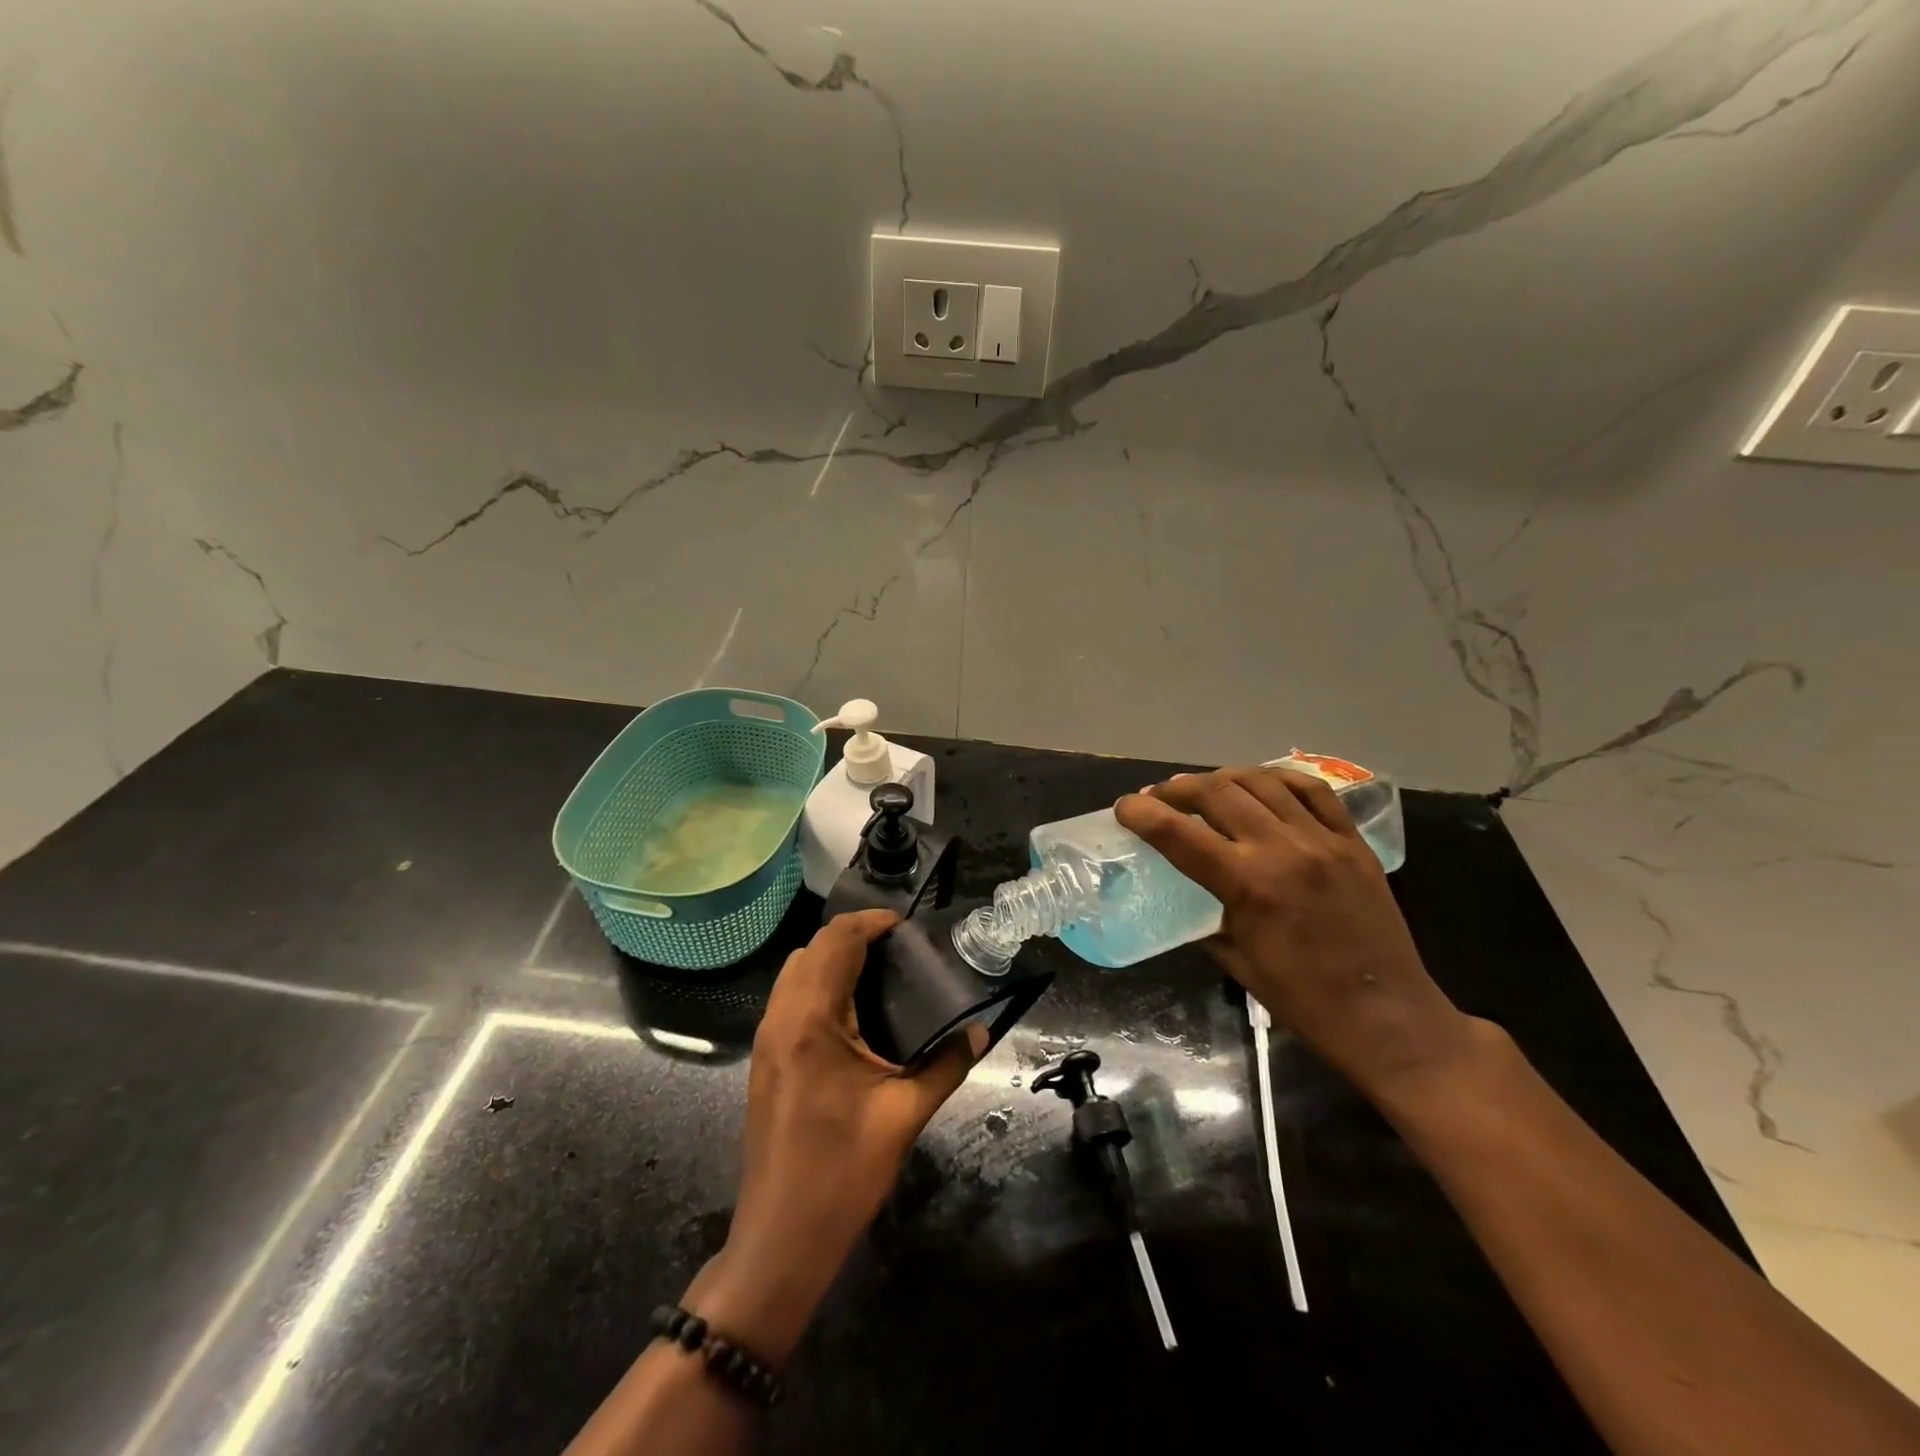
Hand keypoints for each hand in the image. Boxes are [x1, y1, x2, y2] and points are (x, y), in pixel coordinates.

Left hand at [687, 910, 985, 1361]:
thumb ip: (945, 1065)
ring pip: (795, 971)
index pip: (836, 942)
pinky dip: (818, 984)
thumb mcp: (904, 1116)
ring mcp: (766, 1039)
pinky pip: (789, 997)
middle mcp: (780, 1018)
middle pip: (812, 948)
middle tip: (899, 950)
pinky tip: (852, 1012)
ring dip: (832, 958)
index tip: (906, 927)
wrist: (780, 1239)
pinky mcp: (764, 1059)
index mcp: (811, 1022)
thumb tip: (980, 1033)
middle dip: (853, 936)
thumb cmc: (842, 1174)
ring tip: (879, 973)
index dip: (871, 923)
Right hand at [1114, 767, 1474, 1099]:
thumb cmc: (1304, 1001)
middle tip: (1158, 797)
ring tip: (1203, 788)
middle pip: (1217, 793)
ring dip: (1222, 778)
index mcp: (1248, 885)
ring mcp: (1323, 840)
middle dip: (1177, 789)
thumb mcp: (1236, 962)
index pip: (1179, 833)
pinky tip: (1261, 784)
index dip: (1142, 813)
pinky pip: (1314, 791)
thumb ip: (1204, 917)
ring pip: (1261, 782)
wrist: (1389, 1018)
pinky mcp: (1354, 842)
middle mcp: (1283, 849)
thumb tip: (1182, 894)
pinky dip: (1279, 778)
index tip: (1123, 807)